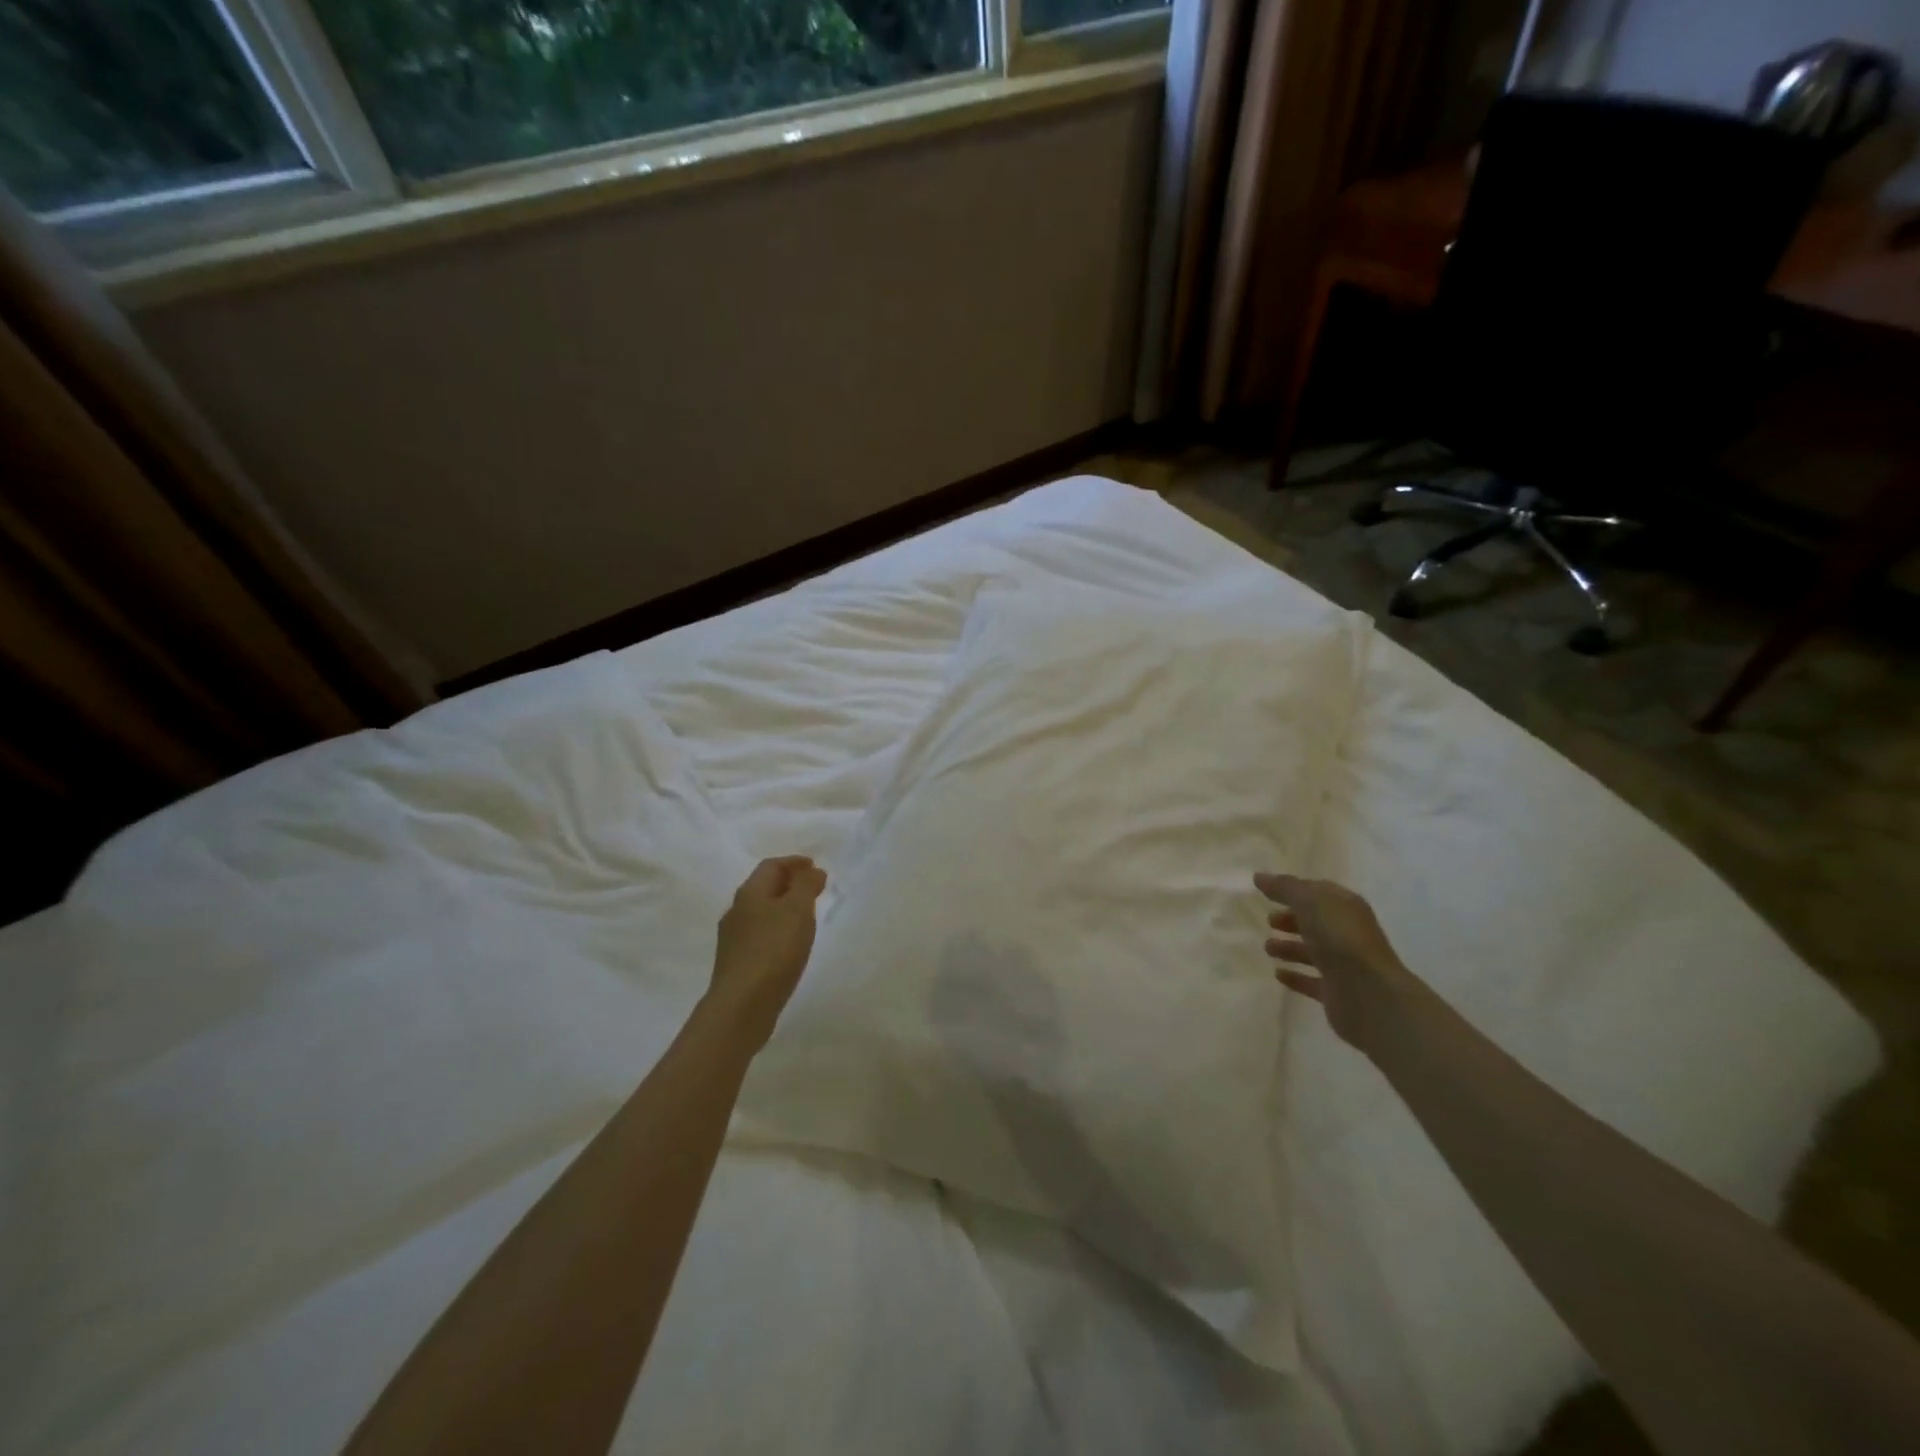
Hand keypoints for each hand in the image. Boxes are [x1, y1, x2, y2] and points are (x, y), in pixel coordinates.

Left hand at [707, 856, 827, 1050]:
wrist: (742, 1006)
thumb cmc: (773, 950)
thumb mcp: (797, 910)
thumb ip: (806, 886)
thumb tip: (812, 871)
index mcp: (749, 893)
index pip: (771, 866)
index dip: (794, 863)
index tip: (815, 867)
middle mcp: (736, 911)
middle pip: (763, 888)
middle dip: (789, 884)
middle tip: (814, 889)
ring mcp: (733, 939)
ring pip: (761, 913)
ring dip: (783, 908)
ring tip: (805, 917)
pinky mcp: (737, 963)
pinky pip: (760, 936)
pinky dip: (777, 930)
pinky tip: (789, 945)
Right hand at [1256, 873, 1415, 1051]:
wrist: (1369, 993)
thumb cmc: (1339, 938)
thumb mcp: (1309, 901)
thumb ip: (1284, 887)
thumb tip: (1259, 876)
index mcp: (1346, 907)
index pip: (1318, 893)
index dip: (1294, 890)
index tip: (1267, 892)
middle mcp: (1347, 933)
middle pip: (1316, 922)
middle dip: (1292, 919)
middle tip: (1269, 921)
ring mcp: (1344, 964)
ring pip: (1313, 952)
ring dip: (1290, 948)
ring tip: (1267, 948)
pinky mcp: (1336, 992)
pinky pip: (1311, 981)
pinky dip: (1295, 976)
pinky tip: (1278, 974)